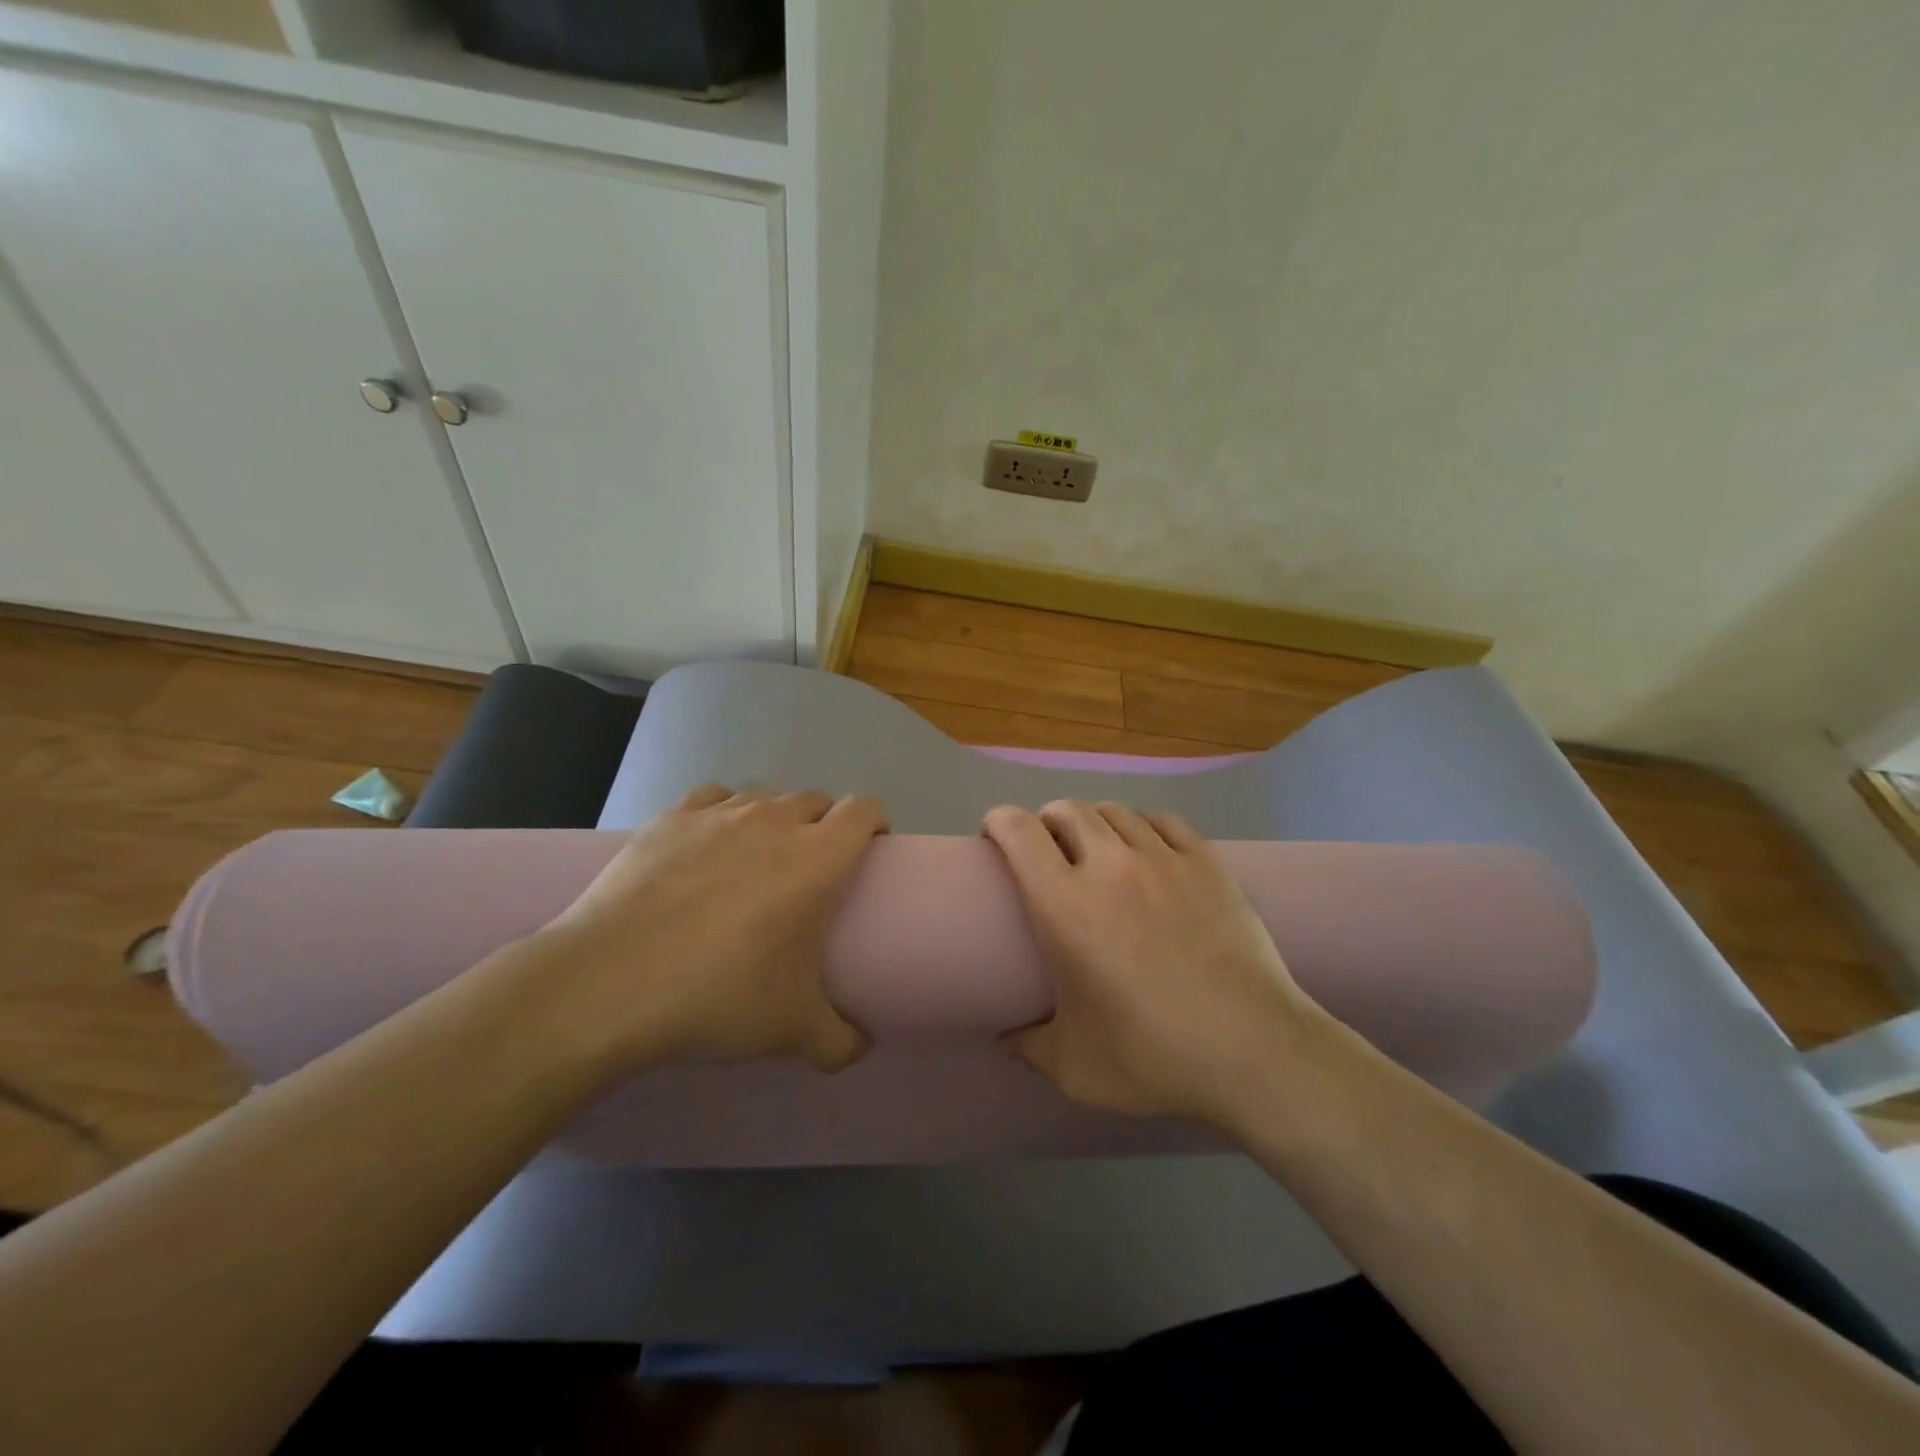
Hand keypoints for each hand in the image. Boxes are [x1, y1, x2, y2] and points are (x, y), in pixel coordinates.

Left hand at [529, 784, 887, 1075]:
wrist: (607, 985)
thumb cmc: (717, 996)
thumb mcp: (792, 1031)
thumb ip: (840, 1042)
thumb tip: (861, 1048)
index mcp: (817, 858)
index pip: (864, 810)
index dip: (874, 823)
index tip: (869, 852)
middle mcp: (774, 821)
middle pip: (816, 800)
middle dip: (824, 826)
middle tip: (811, 871)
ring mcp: (718, 814)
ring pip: (765, 797)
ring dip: (775, 819)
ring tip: (757, 860)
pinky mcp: (669, 818)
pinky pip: (713, 799)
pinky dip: (723, 815)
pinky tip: (708, 847)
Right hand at [982, 800, 1324, 1124]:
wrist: (1253, 1050)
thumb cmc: (1152, 1056)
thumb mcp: (1075, 1066)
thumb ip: (1030, 1047)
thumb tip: (1004, 1040)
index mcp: (1065, 904)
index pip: (1019, 832)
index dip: (999, 822)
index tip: (993, 835)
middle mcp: (1109, 866)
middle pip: (1068, 810)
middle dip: (1047, 820)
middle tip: (1047, 847)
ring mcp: (1164, 859)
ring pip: (1116, 811)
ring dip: (1095, 821)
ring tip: (1097, 845)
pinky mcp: (1208, 863)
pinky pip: (1165, 821)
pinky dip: (1144, 825)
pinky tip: (1147, 846)